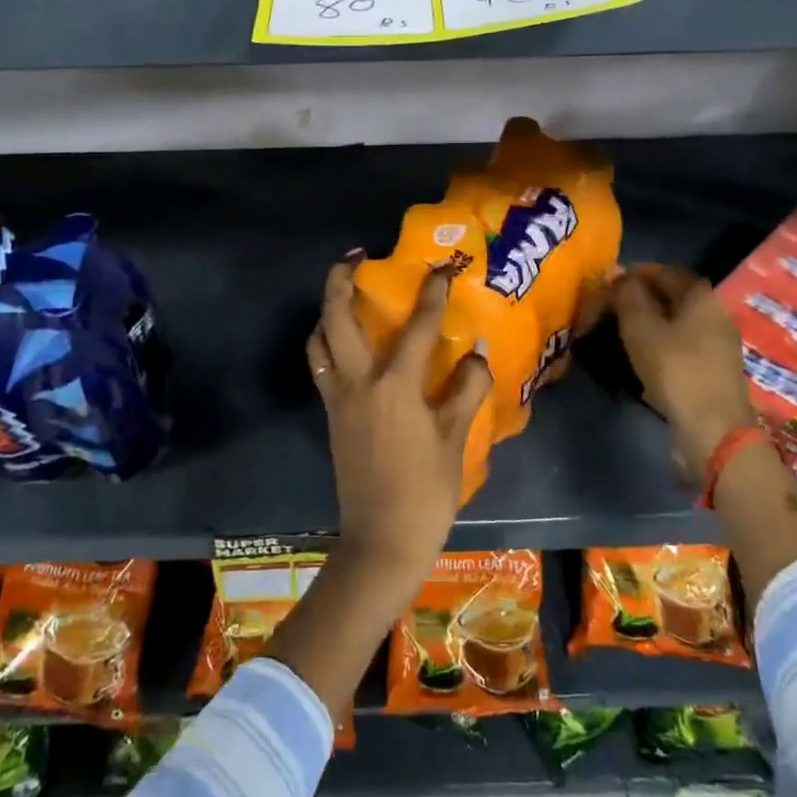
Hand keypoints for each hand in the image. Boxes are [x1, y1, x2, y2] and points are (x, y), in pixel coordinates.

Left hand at [307, 256, 493, 582]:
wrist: (381, 541)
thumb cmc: (425, 492)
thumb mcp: (455, 440)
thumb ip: (466, 390)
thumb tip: (476, 354)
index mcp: (395, 387)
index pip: (415, 326)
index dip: (432, 293)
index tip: (442, 267)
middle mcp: (358, 382)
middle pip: (339, 318)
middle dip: (341, 280)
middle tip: (354, 256)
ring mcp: (339, 398)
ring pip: (320, 340)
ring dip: (327, 310)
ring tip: (343, 292)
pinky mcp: (331, 414)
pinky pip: (321, 365)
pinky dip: (326, 342)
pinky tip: (344, 342)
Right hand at [612, 264, 756, 466]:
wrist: (714, 430)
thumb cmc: (675, 369)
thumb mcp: (640, 327)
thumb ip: (627, 295)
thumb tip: (618, 275)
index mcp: (700, 294)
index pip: (660, 271)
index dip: (628, 276)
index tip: (603, 291)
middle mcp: (714, 311)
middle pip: (669, 295)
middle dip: (636, 300)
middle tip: (606, 314)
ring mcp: (717, 341)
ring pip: (674, 320)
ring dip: (646, 323)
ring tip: (617, 336)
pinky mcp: (714, 367)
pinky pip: (681, 343)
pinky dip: (659, 343)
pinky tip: (641, 357)